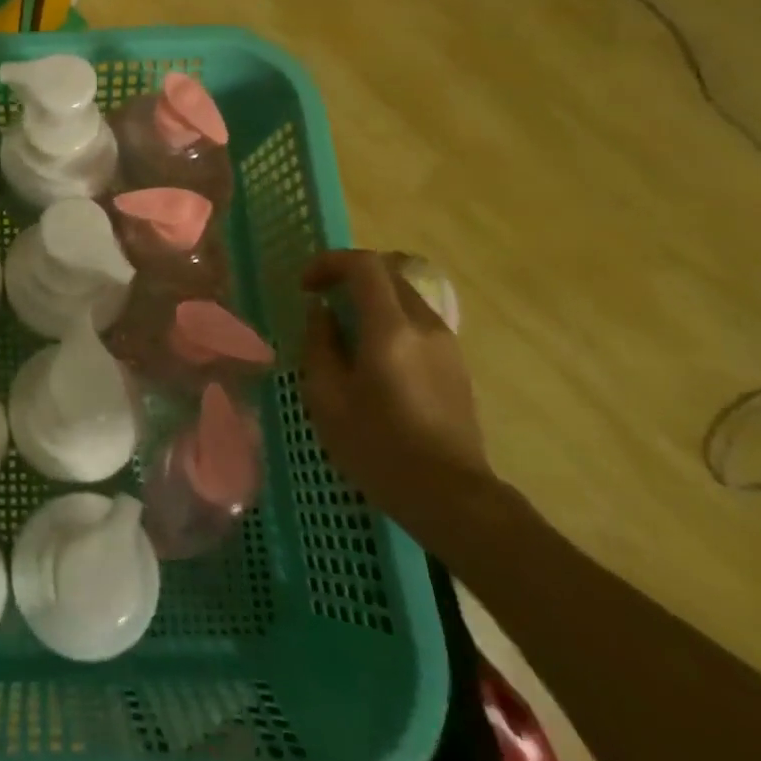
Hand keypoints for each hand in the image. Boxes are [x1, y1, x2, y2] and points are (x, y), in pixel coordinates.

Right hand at [301, 250, 499, 555]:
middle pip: (388, 273)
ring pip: (404, 297)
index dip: (328, 263)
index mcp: (390, 329)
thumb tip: (321, 312)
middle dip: (349, 276)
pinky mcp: (455, 365)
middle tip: (320, 301)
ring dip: (370, 299)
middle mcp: (424, 325)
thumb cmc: (378, 448)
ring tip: (343, 331)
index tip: (306, 287)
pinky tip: (372, 357)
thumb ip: (320, 344)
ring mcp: (446, 344)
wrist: (451, 498)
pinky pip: (416, 322)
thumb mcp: (327, 397)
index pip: (364, 265)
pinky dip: (388, 320)